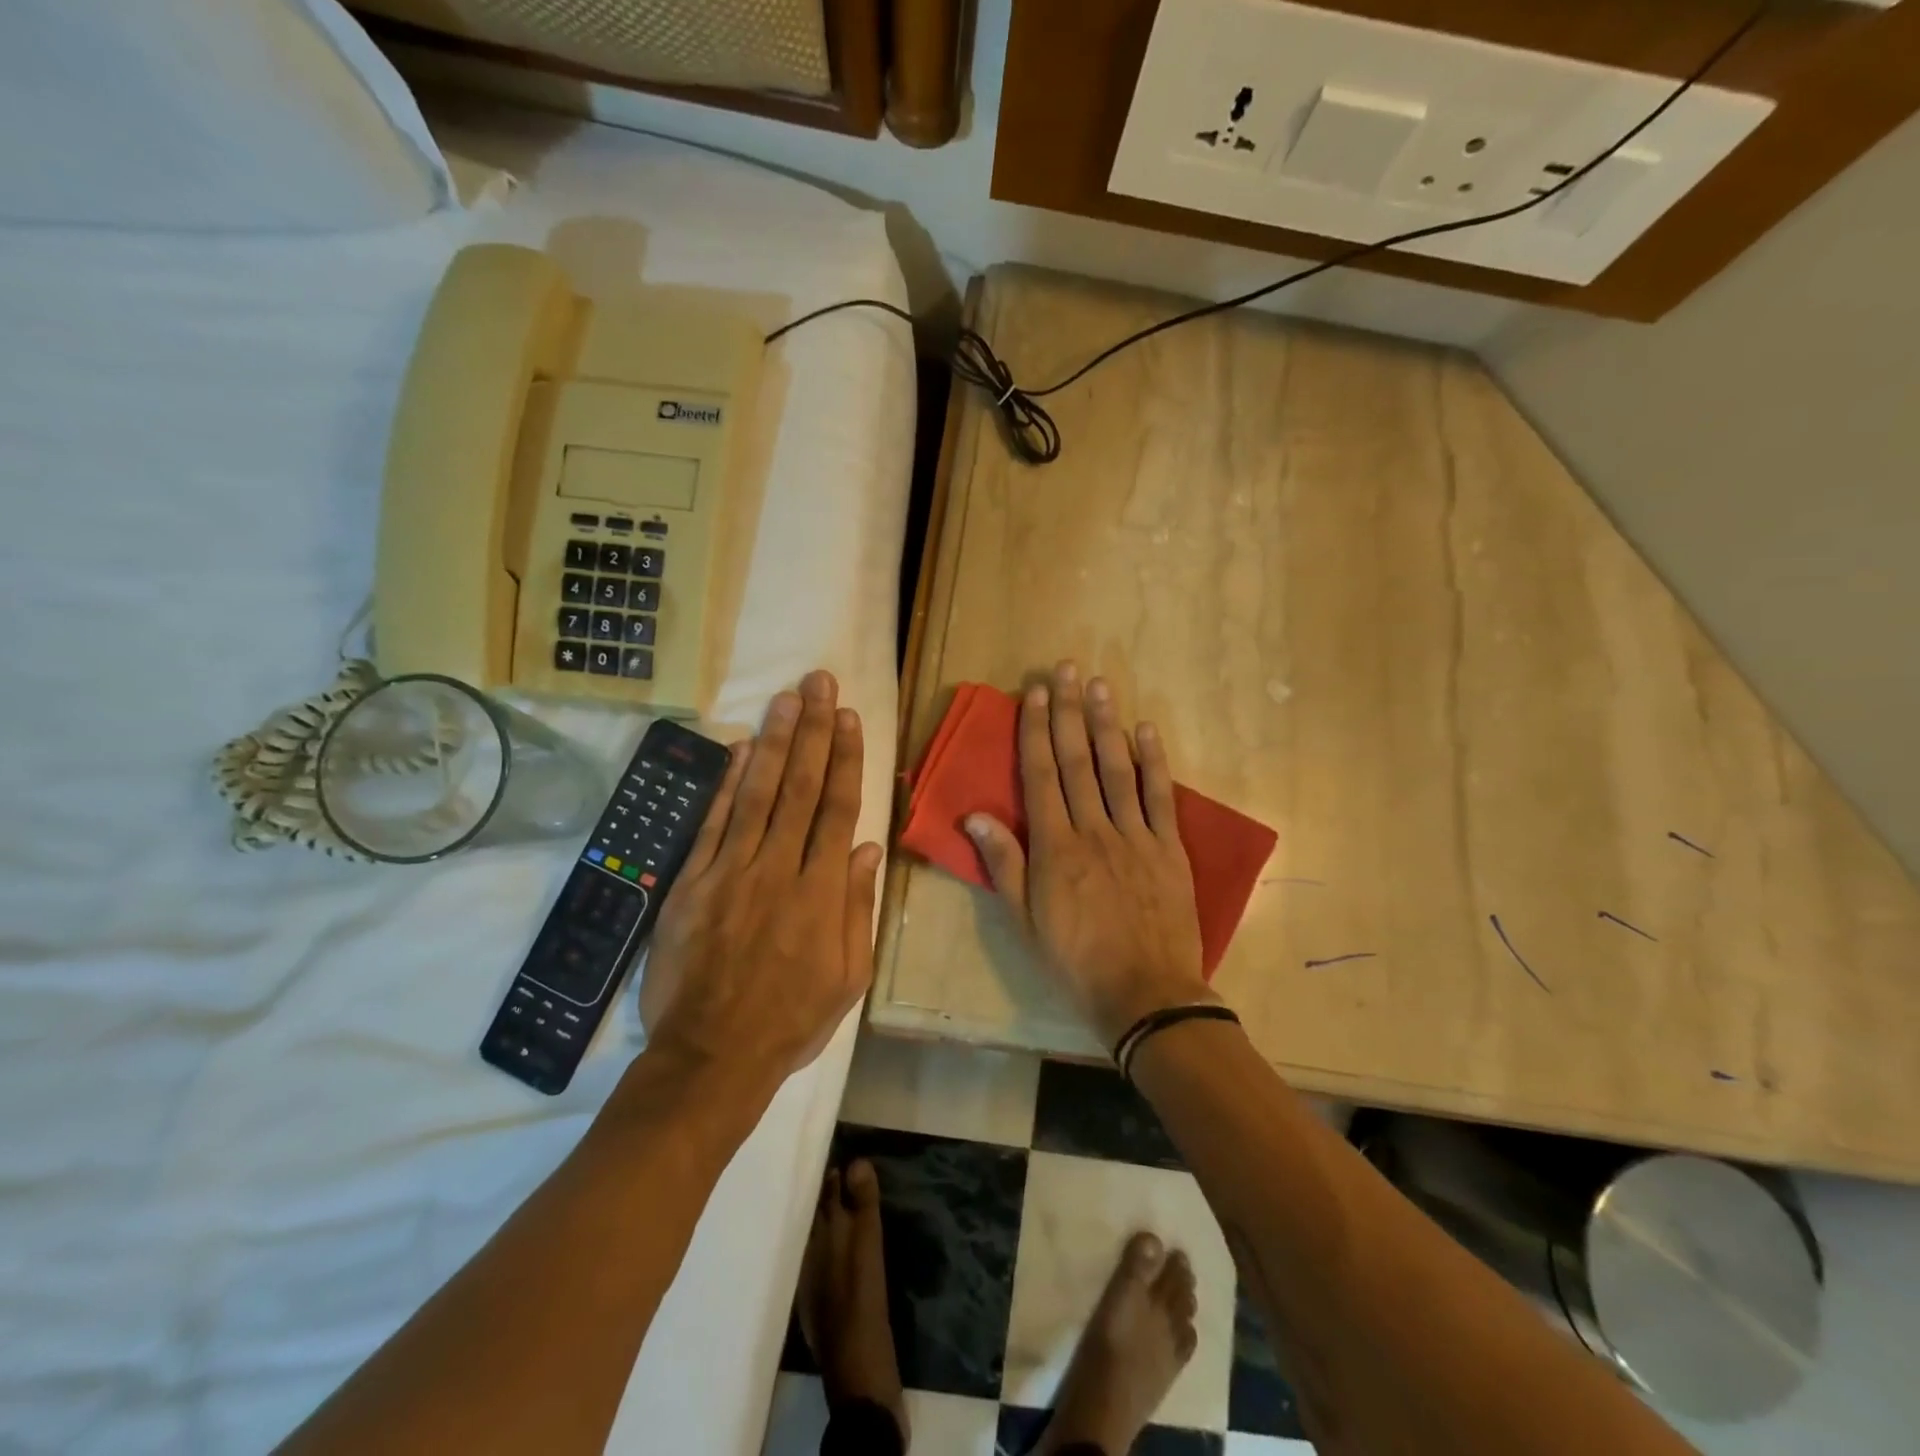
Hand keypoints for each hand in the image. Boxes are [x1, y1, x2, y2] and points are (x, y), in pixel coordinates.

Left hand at [639, 670, 883, 1090]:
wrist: (711, 1058)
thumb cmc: (791, 1021)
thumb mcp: (849, 977)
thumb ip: (856, 908)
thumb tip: (866, 847)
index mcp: (822, 893)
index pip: (837, 809)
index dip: (844, 759)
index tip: (850, 717)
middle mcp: (778, 870)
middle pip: (799, 788)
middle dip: (813, 731)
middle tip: (819, 683)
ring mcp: (730, 872)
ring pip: (757, 794)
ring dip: (773, 742)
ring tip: (787, 699)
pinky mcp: (692, 883)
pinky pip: (712, 824)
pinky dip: (725, 784)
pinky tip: (737, 749)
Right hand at [965, 661, 1214, 1047]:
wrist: (1145, 994)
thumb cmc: (1075, 960)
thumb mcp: (1025, 920)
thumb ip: (1003, 864)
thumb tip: (974, 816)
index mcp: (1055, 847)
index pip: (1041, 776)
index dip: (1035, 731)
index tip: (1034, 693)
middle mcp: (1094, 830)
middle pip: (1078, 761)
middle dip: (1069, 712)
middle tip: (1066, 669)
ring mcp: (1135, 836)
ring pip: (1118, 769)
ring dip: (1107, 724)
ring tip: (1100, 685)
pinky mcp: (1169, 849)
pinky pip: (1160, 797)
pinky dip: (1154, 762)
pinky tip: (1147, 730)